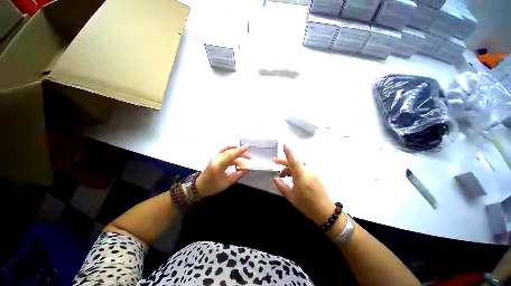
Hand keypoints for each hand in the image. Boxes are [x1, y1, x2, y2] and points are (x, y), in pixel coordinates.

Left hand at [196, 145, 250, 197]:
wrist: (199, 187)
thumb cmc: (213, 186)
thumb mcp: (228, 182)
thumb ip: (238, 174)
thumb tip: (247, 168)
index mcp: (218, 165)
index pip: (231, 155)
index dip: (240, 151)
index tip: (247, 147)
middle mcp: (216, 159)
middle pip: (230, 152)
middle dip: (241, 153)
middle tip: (250, 157)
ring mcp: (215, 157)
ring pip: (228, 151)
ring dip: (237, 152)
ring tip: (245, 155)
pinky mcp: (215, 158)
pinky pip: (224, 152)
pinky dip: (232, 152)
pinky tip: (237, 155)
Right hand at [272, 145, 335, 225]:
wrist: (325, 212)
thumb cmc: (306, 204)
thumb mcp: (290, 196)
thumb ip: (281, 185)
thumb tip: (274, 178)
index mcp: (301, 175)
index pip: (293, 160)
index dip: (288, 152)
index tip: (284, 144)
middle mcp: (308, 171)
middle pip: (294, 163)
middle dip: (284, 163)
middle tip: (275, 163)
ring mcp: (313, 174)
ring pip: (298, 167)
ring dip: (289, 169)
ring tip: (282, 176)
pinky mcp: (316, 177)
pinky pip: (303, 171)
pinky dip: (296, 172)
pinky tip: (292, 179)